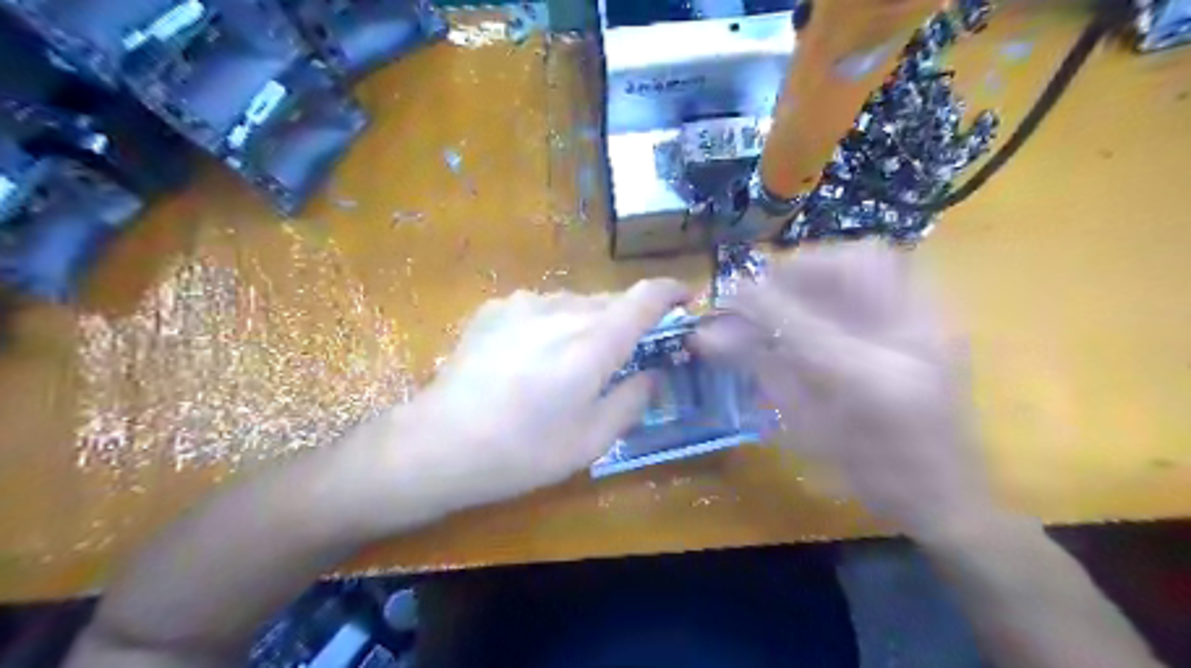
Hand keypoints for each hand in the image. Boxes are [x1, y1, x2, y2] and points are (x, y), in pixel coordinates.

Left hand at [370, 278, 688, 519]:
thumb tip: (652, 374)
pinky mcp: (495, 308)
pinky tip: (532, 356)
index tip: (686, 299)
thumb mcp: (591, 441)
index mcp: (592, 342)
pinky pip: (542, 307)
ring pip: (576, 302)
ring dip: (589, 322)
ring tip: (573, 361)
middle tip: (627, 353)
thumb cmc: (522, 451)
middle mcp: (561, 310)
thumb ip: (632, 400)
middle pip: (611, 300)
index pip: (645, 296)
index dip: (672, 291)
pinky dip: (554, 323)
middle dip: (629, 319)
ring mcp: (523, 304)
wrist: (439, 443)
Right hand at [701, 240, 986, 537]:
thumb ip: (760, 370)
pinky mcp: (942, 322)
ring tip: (800, 291)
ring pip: (875, 257)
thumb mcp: (804, 427)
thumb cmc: (866, 473)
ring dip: (826, 266)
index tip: (728, 296)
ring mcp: (933, 324)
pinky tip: (833, 301)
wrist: (948, 493)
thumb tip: (709, 336)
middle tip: (771, 292)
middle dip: (798, 268)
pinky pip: (894, 270)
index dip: (755, 298)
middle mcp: (905, 338)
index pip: (795, 315)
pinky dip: (852, 275)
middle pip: (848, 263)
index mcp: (863, 378)